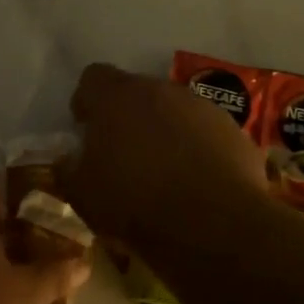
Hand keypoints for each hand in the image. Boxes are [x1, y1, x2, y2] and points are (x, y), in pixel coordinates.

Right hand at [58, 63, 268, 248]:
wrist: (214, 226)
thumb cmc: (135, 204)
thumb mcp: (82, 195)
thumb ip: (69, 169)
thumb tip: (69, 159)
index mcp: (117, 98)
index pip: (93, 78)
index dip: (87, 101)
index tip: (86, 128)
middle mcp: (161, 90)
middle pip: (137, 92)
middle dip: (127, 117)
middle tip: (122, 155)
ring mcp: (203, 108)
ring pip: (174, 111)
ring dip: (164, 132)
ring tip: (162, 172)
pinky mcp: (234, 132)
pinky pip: (206, 134)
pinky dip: (197, 150)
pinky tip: (195, 184)